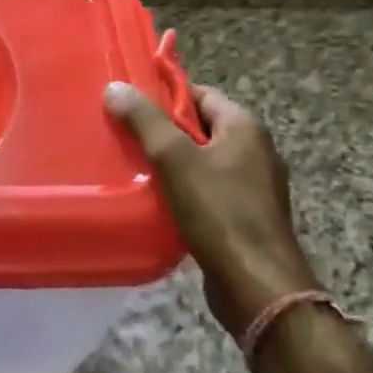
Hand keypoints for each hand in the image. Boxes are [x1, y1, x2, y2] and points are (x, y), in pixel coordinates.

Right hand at [104, 81, 319, 338]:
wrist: (257, 285)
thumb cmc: (219, 212)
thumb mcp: (175, 159)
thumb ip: (145, 121)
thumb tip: (116, 86)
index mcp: (244, 127)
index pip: (200, 94)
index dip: (164, 95)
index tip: (129, 103)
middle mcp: (255, 150)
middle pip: (200, 127)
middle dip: (163, 131)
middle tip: (123, 134)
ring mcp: (253, 185)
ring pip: (201, 161)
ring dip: (170, 163)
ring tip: (132, 166)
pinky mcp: (245, 215)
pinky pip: (207, 190)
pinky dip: (182, 189)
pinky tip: (156, 200)